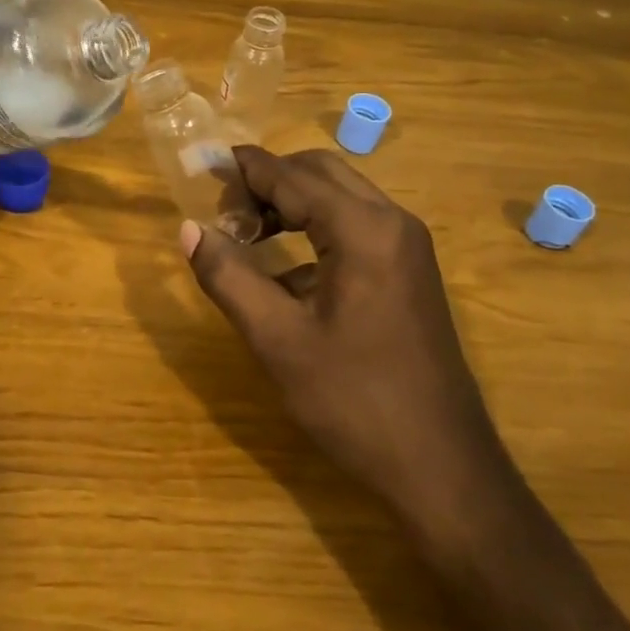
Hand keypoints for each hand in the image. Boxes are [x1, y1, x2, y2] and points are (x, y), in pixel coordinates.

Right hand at [181, 146, 519, 543]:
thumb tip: (189, 230)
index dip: (245, 169)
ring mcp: (408, 248)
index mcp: (363, 230)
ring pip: (341, 198)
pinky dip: (317, 228)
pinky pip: (357, 227)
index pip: (292, 177)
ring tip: (247, 232)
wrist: (441, 466)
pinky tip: (286, 270)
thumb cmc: (354, 400)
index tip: (202, 164)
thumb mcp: (277, 339)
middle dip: (270, 180)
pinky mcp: (410, 272)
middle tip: (224, 208)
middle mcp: (392, 223)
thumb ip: (229, 277)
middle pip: (321, 173)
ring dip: (293, 202)